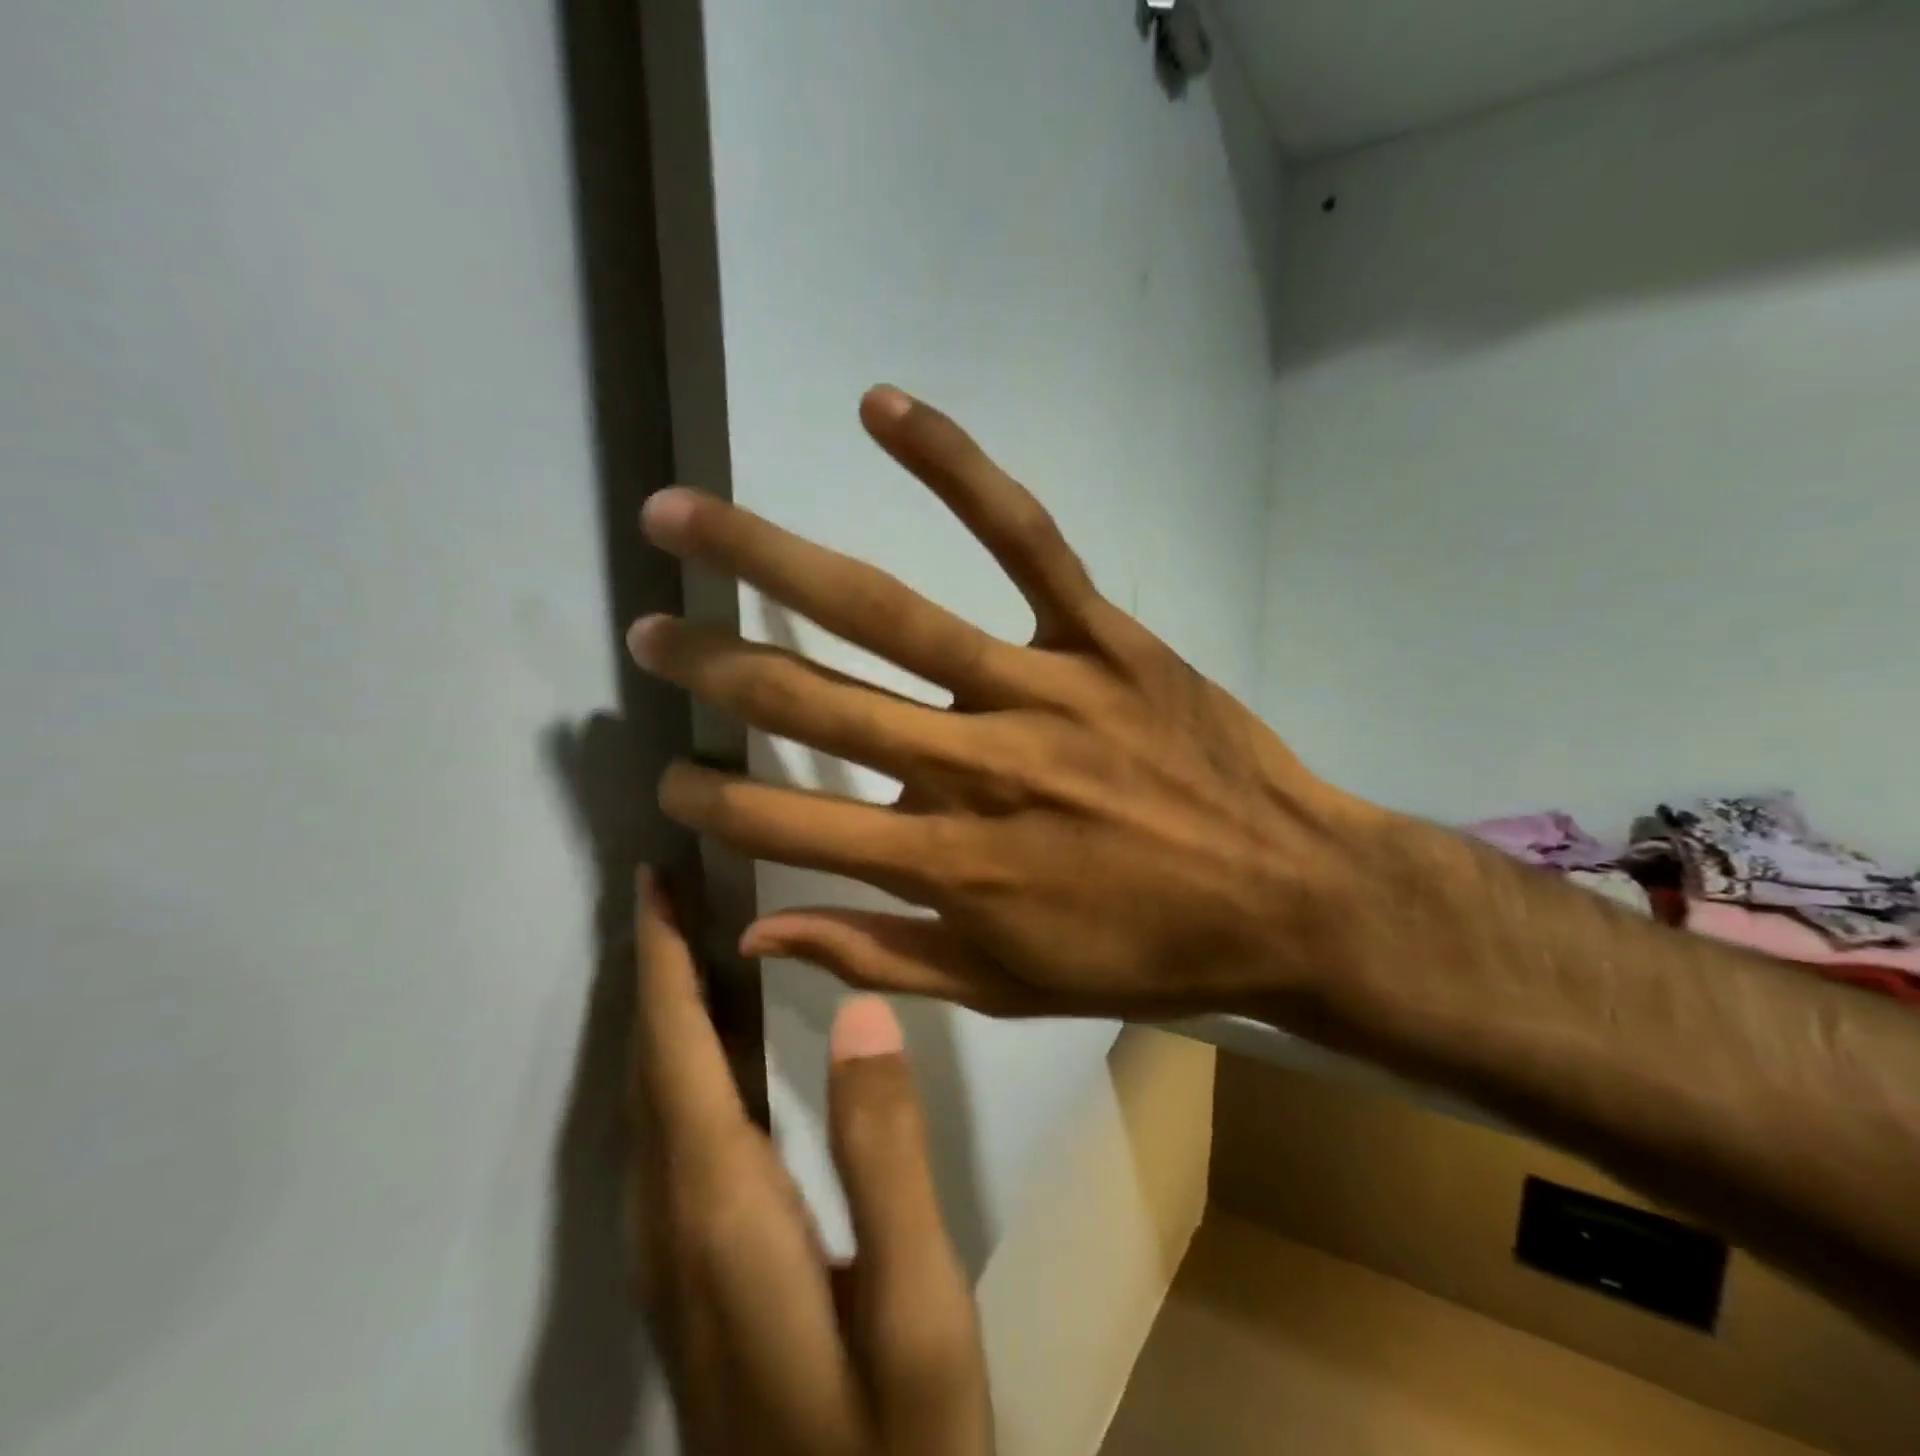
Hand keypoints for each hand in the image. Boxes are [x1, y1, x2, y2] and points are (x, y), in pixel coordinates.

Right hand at [628, 387, 1375, 1018]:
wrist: (1287, 899)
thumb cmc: (1145, 953)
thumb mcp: (1008, 987)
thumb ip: (878, 956)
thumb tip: (755, 934)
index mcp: (949, 865)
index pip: (789, 824)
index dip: (714, 798)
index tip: (668, 775)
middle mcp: (974, 768)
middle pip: (813, 702)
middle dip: (712, 666)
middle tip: (647, 634)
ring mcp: (1037, 690)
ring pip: (888, 613)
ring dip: (771, 557)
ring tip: (682, 516)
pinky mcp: (1100, 636)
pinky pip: (1023, 538)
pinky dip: (955, 467)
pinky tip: (881, 408)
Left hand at [630, 871, 992, 1455]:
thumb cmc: (895, 1450)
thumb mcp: (917, 1306)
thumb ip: (885, 1152)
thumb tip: (859, 1011)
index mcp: (721, 1212)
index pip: (677, 1054)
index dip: (662, 962)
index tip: (654, 884)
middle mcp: (674, 1225)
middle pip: (651, 1069)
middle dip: (655, 968)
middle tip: (672, 889)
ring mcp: (675, 1260)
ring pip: (653, 1102)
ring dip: (666, 1010)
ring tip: (693, 941)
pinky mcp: (695, 1276)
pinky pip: (671, 1135)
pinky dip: (682, 1062)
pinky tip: (717, 1046)